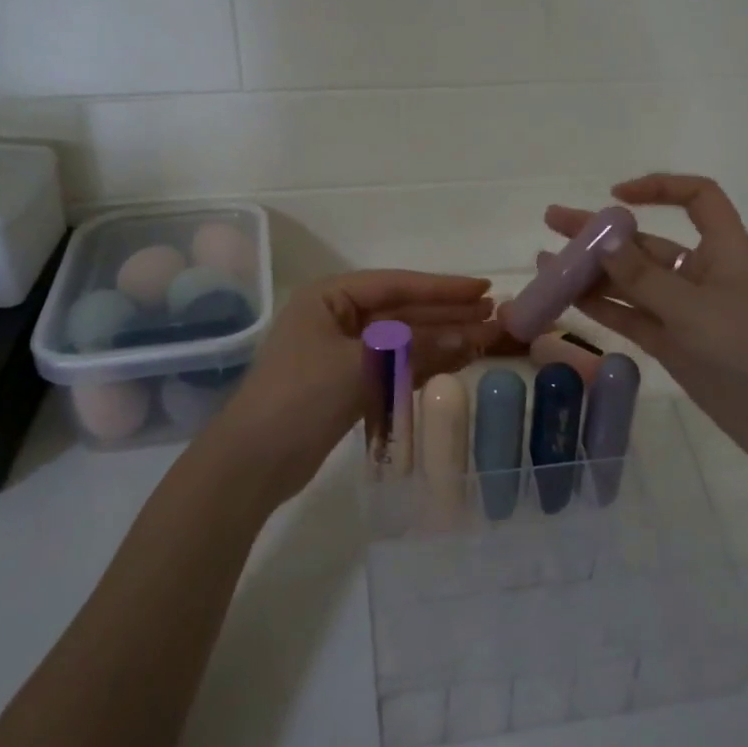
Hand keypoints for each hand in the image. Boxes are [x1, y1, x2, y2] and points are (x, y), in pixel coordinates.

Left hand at [218, 270, 503, 500]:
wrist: (254, 462)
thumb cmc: (302, 397)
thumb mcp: (363, 366)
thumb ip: (419, 349)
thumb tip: (472, 338)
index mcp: (329, 297)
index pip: (396, 284)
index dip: (443, 287)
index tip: (484, 290)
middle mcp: (335, 318)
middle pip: (401, 311)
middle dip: (447, 314)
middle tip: (493, 316)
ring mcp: (339, 352)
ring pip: (400, 340)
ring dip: (440, 339)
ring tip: (484, 338)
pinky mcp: (344, 384)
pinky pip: (392, 366)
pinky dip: (422, 365)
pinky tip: (453, 362)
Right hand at [542, 173, 747, 479]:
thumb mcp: (695, 309)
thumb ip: (644, 277)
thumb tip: (603, 240)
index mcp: (723, 250)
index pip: (698, 199)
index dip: (659, 188)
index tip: (616, 196)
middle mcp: (703, 274)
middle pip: (647, 242)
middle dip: (602, 232)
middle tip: (553, 222)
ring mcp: (686, 312)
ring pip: (632, 283)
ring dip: (594, 272)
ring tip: (547, 264)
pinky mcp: (675, 345)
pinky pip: (632, 317)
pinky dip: (604, 308)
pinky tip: (569, 299)